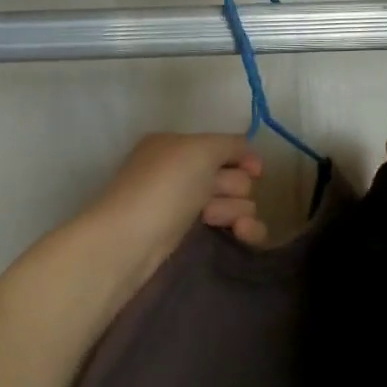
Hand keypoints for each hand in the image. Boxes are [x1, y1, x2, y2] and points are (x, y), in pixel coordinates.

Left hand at [86, 133, 266, 282]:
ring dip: (237, 210)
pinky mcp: (191, 237)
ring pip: (236, 203)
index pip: (224, 146)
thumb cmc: (165, 187)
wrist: (130, 242)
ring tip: (214, 221)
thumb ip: (231, 144)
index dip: (244, 157)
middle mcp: (181, 173)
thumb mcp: (200, 149)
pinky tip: (244, 235)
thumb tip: (248, 154)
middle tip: (214, 197)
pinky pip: (232, 227)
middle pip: (233, 176)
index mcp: (177, 146)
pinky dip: (245, 230)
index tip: (257, 171)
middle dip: (235, 187)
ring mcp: (185, 206)